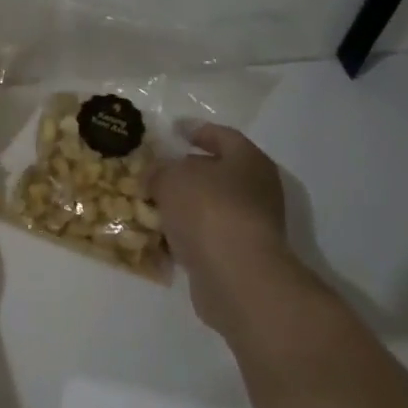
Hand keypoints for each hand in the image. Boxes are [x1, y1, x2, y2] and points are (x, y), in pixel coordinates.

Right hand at [148, 123, 293, 335]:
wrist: (236, 277)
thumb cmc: (208, 210)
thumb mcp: (171, 178)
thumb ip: (160, 171)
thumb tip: (157, 175)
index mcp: (248, 160)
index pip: (221, 135)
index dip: (195, 130)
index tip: (172, 130)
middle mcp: (256, 190)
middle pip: (217, 173)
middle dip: (186, 172)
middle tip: (155, 169)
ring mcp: (251, 225)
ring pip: (209, 207)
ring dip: (183, 206)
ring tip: (150, 203)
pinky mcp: (239, 257)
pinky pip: (205, 236)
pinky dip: (185, 234)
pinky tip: (159, 235)